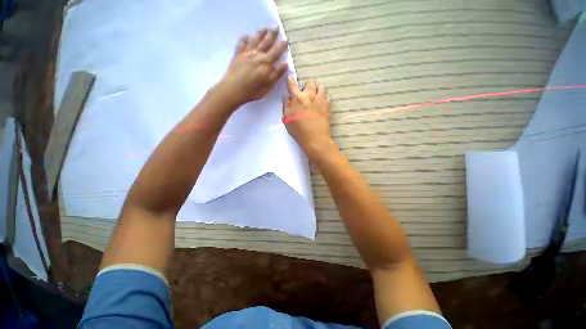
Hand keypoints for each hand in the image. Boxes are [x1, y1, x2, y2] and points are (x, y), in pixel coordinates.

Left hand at [218, 27, 288, 106]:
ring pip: (254, 39)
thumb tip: (285, 64)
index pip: (276, 51)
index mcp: (266, 62)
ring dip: (260, 33)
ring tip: (264, 28)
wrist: (233, 89)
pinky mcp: (237, 55)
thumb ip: (276, 74)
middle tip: (276, 27)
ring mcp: (246, 53)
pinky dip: (244, 38)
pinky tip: (245, 35)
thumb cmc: (253, 90)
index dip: (282, 45)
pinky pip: (241, 43)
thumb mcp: (268, 86)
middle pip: (266, 42)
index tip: (286, 40)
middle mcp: (257, 54)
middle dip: (272, 34)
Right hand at [283, 76, 334, 158]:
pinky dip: (324, 98)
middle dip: (307, 86)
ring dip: (317, 90)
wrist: (315, 138)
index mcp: (297, 98)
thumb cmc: (298, 130)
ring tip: (315, 98)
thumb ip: (286, 106)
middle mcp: (310, 96)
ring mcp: (320, 100)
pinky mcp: (328, 106)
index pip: (292, 85)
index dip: (291, 81)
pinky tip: (321, 104)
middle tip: (305, 94)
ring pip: (321, 87)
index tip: (290, 79)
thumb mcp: (287, 119)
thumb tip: (286, 96)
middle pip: (310, 82)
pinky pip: (327, 96)